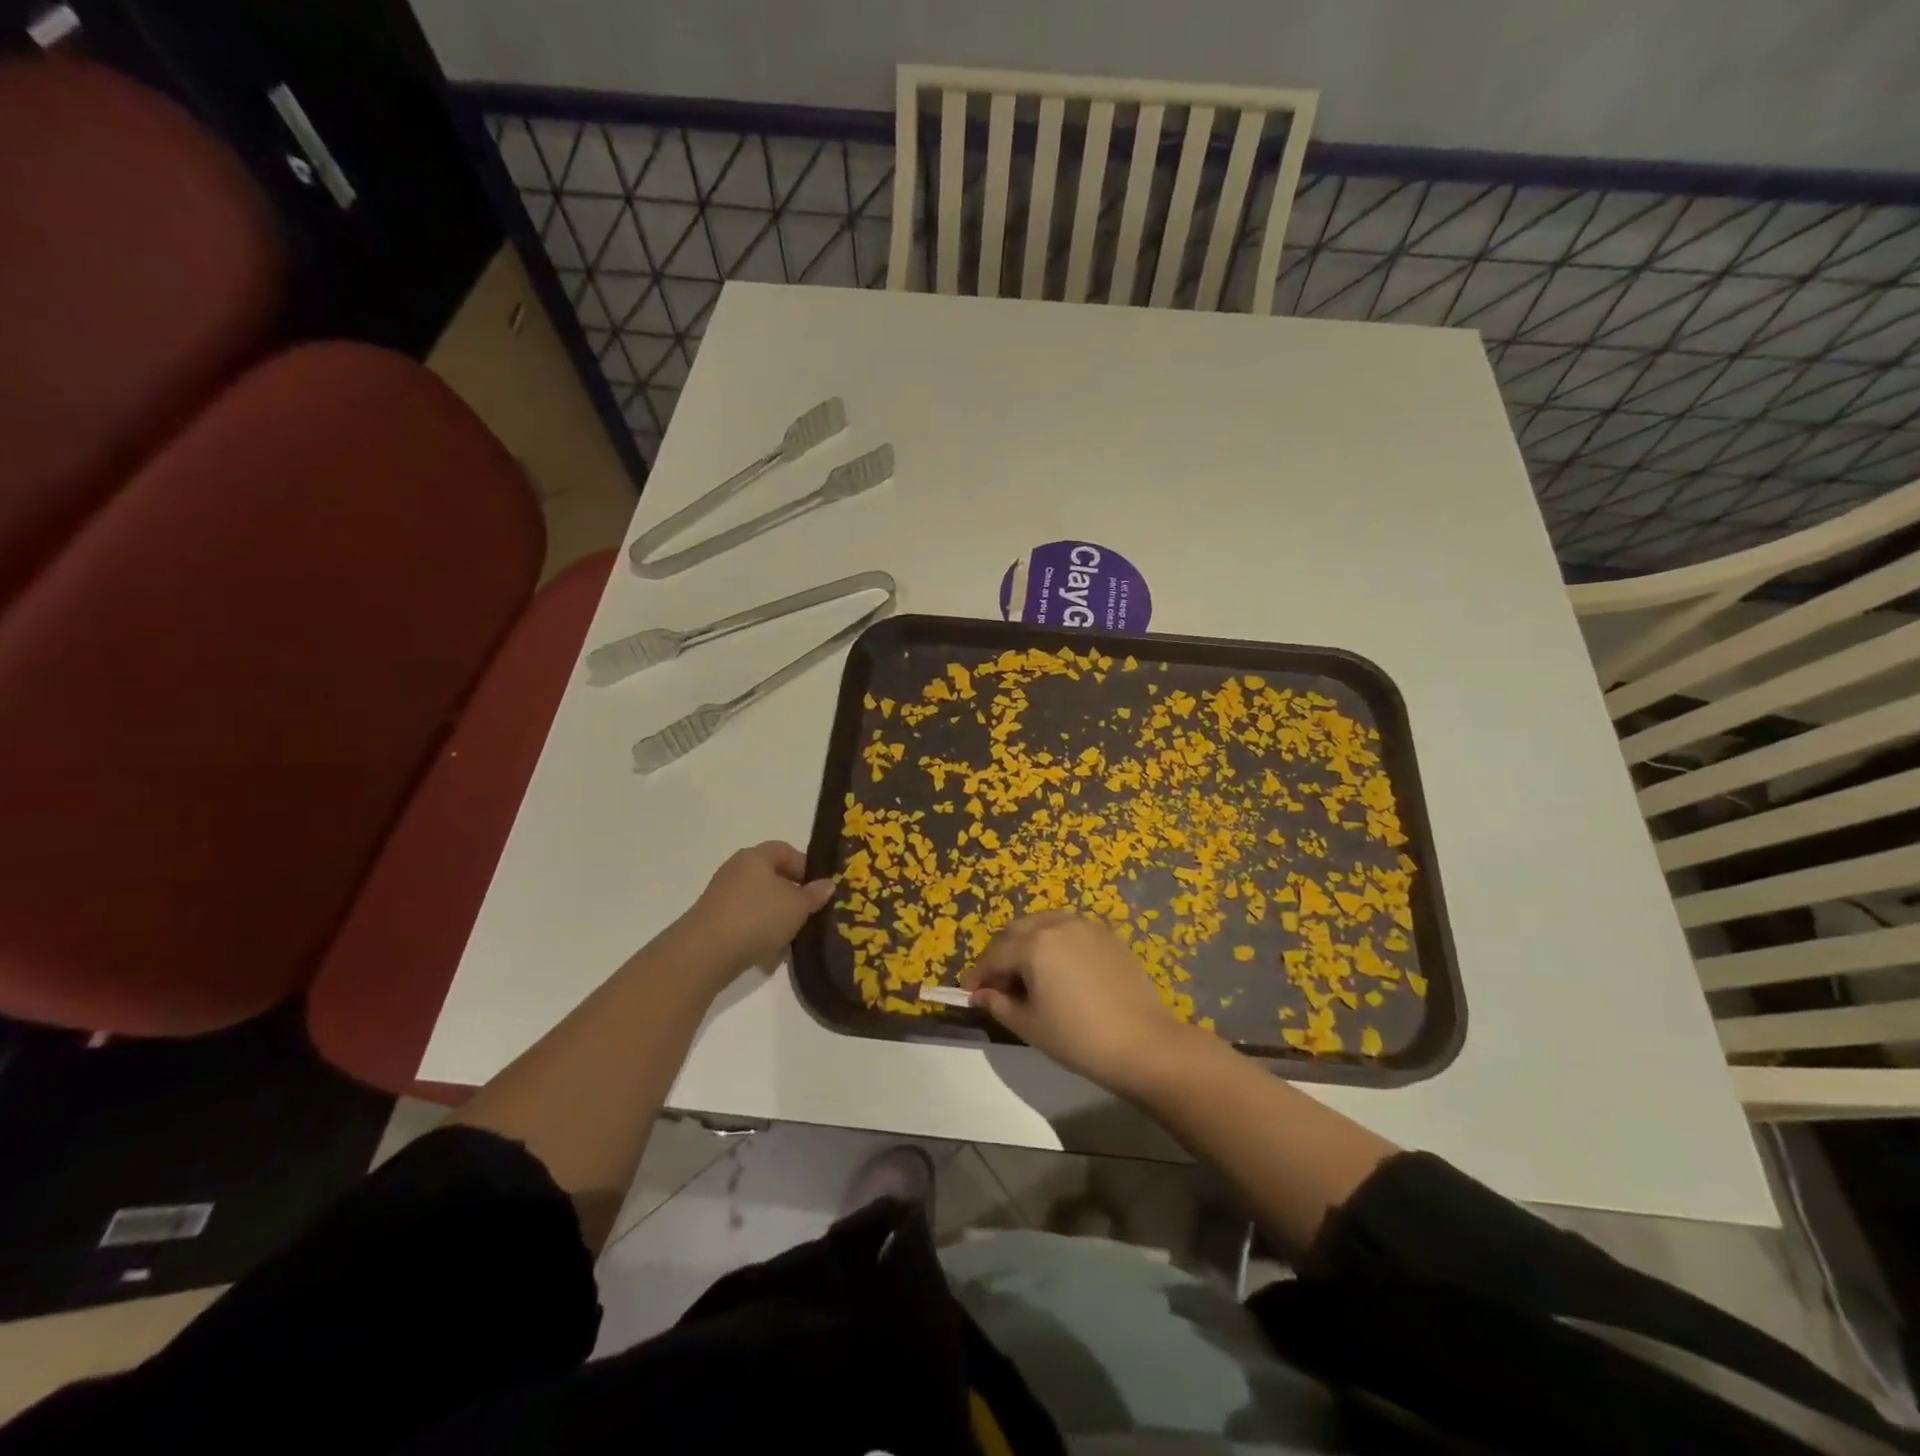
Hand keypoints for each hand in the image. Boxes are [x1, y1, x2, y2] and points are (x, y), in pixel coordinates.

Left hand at [680, 842, 834, 982]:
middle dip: (792, 898)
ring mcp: (722, 897)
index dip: (806, 866)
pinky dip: (759, 936)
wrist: (705, 953)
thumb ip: (814, 894)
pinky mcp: (714, 923)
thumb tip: (827, 884)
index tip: (820, 889)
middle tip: (810, 916)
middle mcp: (736, 871)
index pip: (785, 850)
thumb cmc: (757, 918)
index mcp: (755, 857)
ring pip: (760, 904)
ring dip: (777, 921)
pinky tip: (769, 958)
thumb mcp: (797, 906)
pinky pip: (745, 924)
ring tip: (791, 942)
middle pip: (772, 878)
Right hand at [960, 912, 1194, 1094]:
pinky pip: (1068, 929)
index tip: (968, 992)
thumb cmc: (1078, 1038)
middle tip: (995, 983)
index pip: (994, 955)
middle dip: (999, 954)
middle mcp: (1056, 924)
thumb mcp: (1029, 1025)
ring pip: (1042, 924)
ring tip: (1025, 973)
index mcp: (1033, 944)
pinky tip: (1057, 969)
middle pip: (1015, 931)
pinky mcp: (1106, 934)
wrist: (1142, 1043)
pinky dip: (1053, 942)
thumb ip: (998, 1004)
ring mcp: (1084, 925)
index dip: (977, 975)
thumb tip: (980, 994)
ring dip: (1025, 943)